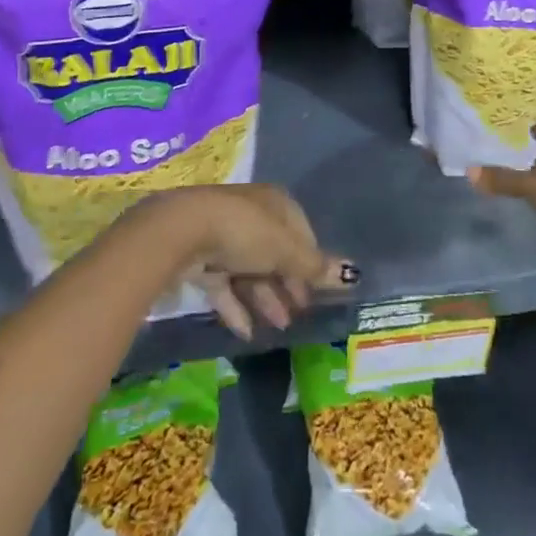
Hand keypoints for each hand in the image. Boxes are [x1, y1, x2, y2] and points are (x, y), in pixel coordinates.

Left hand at [128, 185, 355, 340]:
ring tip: (278, 327)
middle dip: (287, 284)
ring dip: (265, 299)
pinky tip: (247, 332)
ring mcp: (223, 235)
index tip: (317, 292)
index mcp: (275, 203)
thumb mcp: (286, 251)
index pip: (301, 232)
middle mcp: (251, 214)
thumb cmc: (245, 232)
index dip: (311, 262)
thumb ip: (315, 267)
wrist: (183, 232)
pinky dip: (236, 307)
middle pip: (275, 252)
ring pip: (250, 270)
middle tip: (298, 315)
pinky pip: (224, 284)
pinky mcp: (200, 257)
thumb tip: (353, 275)